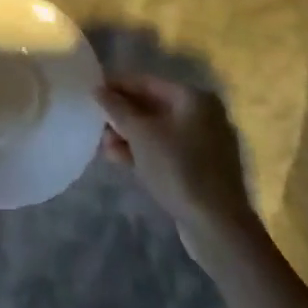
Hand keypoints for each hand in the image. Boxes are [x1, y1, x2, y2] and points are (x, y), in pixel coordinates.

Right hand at [97, 74, 255, 253]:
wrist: (216, 225)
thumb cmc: (178, 168)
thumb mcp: (141, 134)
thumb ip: (117, 108)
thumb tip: (98, 89)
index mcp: (193, 98)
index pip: (146, 82)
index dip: (116, 86)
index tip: (90, 93)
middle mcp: (202, 115)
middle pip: (152, 106)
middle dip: (121, 115)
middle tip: (95, 124)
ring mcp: (204, 143)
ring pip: (157, 130)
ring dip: (128, 135)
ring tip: (103, 146)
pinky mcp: (201, 168)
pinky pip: (166, 150)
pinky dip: (143, 151)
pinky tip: (119, 159)